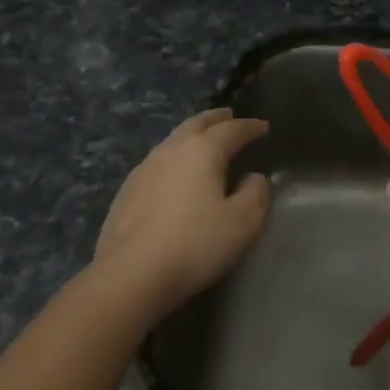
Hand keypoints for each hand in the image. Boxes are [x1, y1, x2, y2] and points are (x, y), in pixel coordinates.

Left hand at [92, 108, 271, 315]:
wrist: (131, 274)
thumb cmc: (195, 244)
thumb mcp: (242, 223)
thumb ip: (255, 194)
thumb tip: (254, 177)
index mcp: (202, 151)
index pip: (231, 130)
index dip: (249, 127)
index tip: (263, 126)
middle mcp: (171, 151)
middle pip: (195, 124)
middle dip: (215, 118)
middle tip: (229, 116)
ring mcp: (143, 169)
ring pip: (172, 140)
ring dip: (191, 136)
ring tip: (203, 141)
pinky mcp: (126, 192)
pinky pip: (157, 162)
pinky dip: (173, 158)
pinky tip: (174, 174)